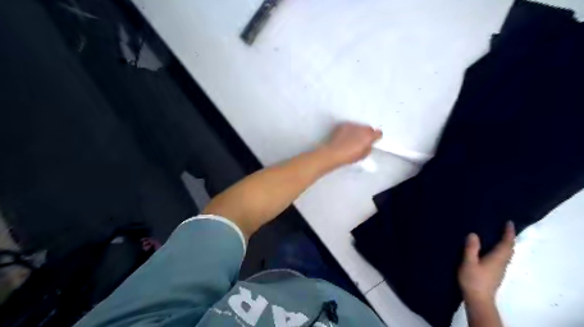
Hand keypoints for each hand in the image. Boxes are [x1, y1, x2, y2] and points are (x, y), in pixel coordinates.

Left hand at [322, 122, 381, 164]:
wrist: (334, 153)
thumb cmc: (349, 156)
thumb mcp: (363, 155)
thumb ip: (369, 147)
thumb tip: (369, 144)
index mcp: (369, 136)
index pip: (378, 133)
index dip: (376, 137)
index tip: (373, 140)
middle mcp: (362, 128)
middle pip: (368, 128)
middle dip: (366, 134)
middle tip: (361, 141)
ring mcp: (352, 125)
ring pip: (358, 126)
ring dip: (357, 131)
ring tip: (351, 139)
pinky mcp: (343, 125)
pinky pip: (349, 126)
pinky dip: (349, 130)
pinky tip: (344, 137)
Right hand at [456, 221, 514, 304]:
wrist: (478, 299)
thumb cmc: (473, 280)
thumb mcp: (468, 262)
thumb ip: (471, 248)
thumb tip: (474, 234)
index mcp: (497, 258)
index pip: (506, 243)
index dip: (509, 233)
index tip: (509, 222)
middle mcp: (502, 263)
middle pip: (509, 249)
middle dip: (509, 238)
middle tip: (504, 227)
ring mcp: (499, 269)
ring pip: (506, 254)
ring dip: (505, 244)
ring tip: (498, 236)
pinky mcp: (495, 273)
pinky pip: (501, 258)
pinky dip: (500, 250)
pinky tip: (491, 250)